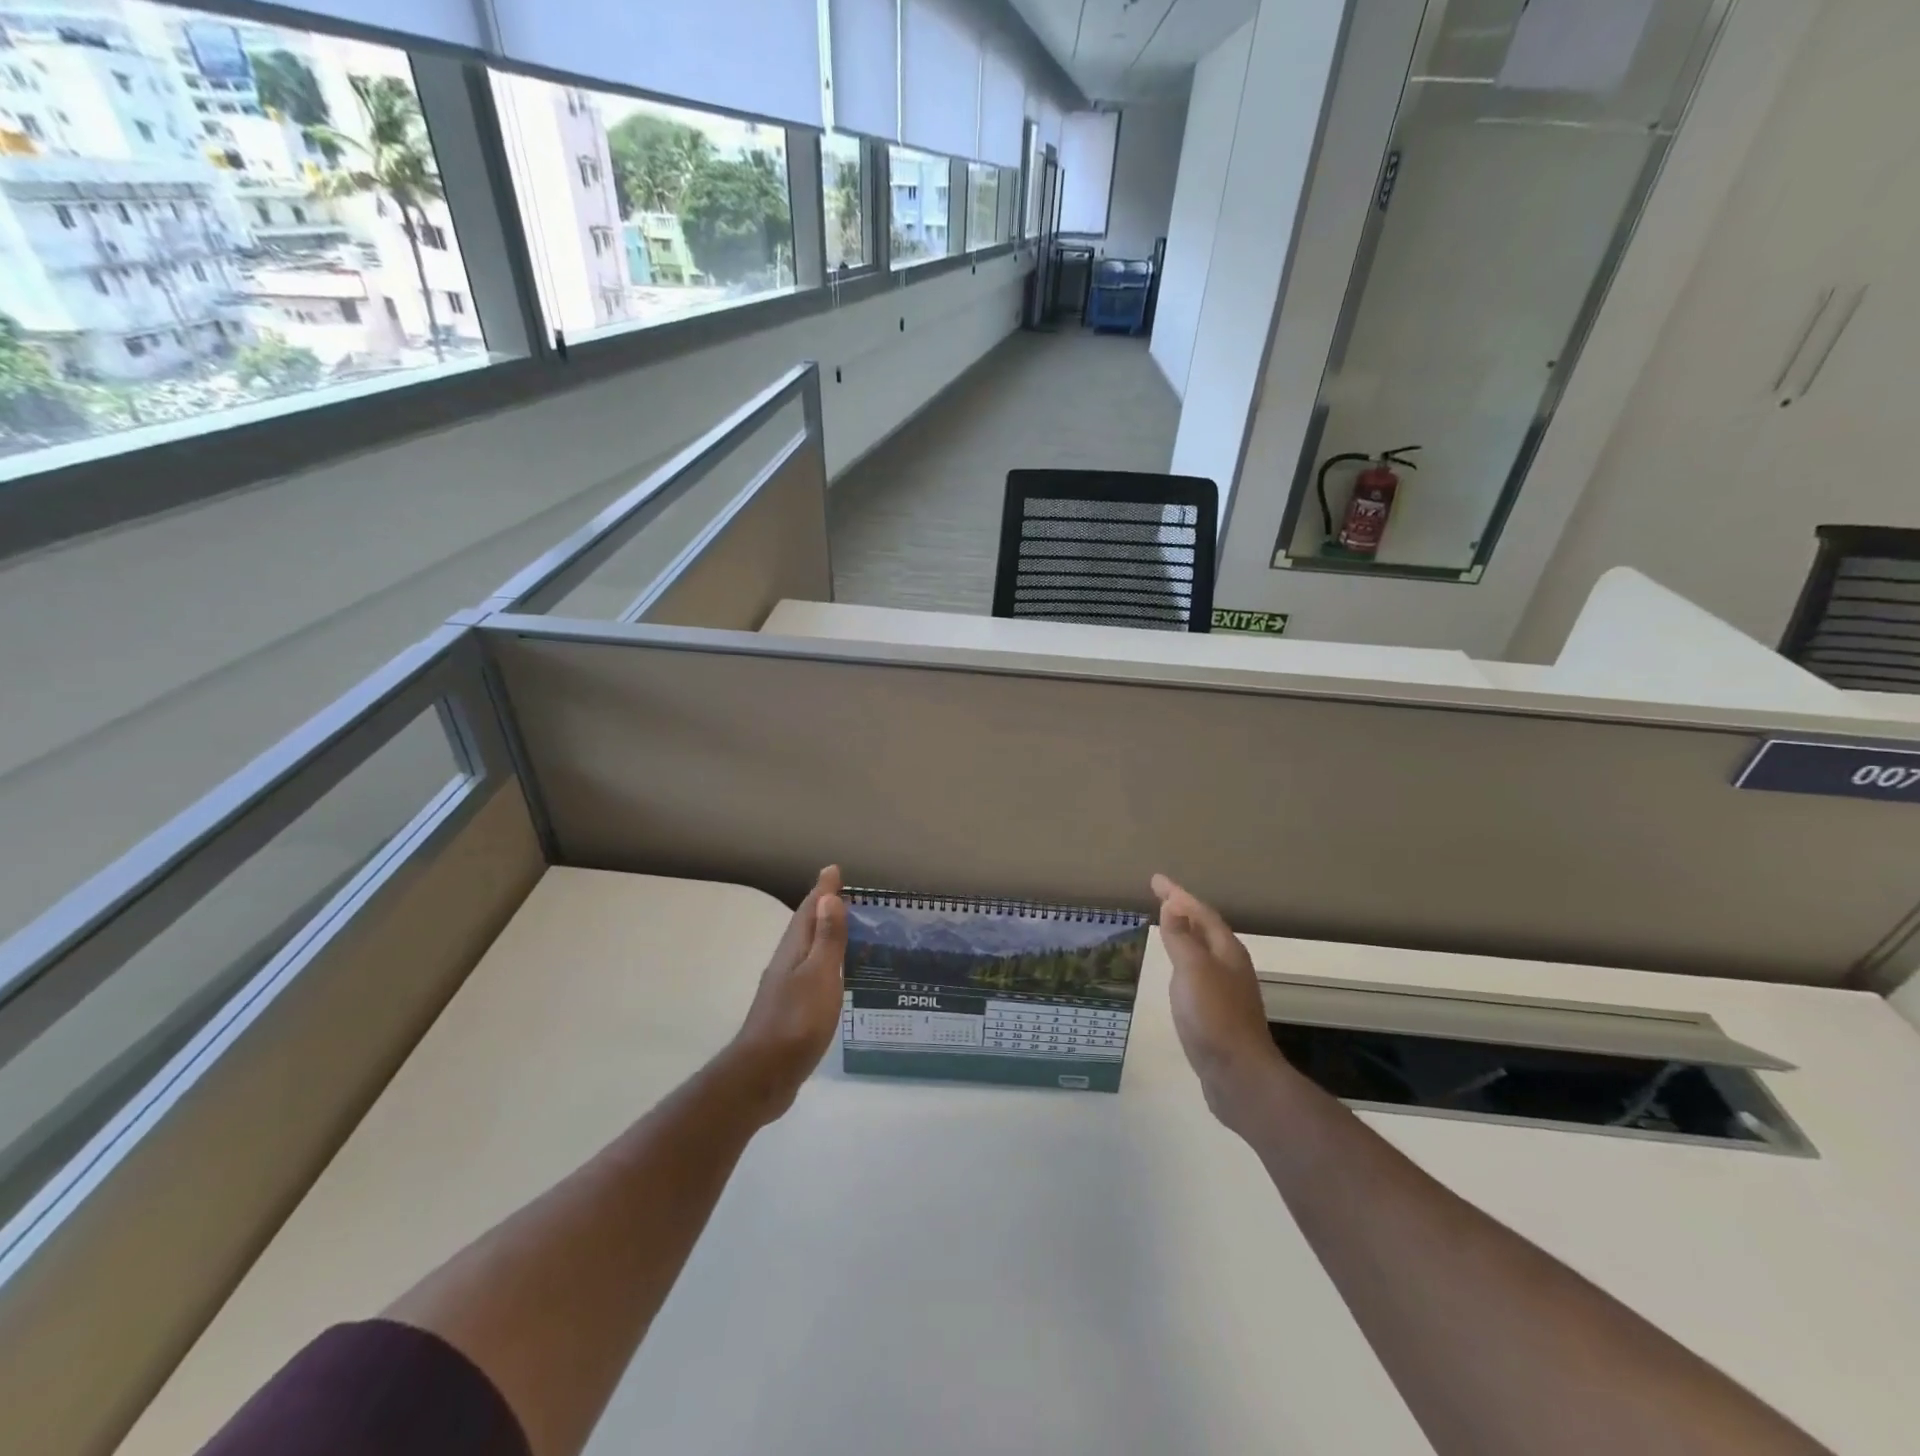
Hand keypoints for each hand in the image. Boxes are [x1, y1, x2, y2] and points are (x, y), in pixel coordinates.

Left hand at [729, 866, 847, 1119]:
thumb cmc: (796, 1022)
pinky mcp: (789, 1011)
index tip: (833, 870)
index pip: (809, 912)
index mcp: (793, 951)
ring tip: (843, 930)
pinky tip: (833, 977)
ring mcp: (784, 989)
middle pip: (804, 928)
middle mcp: (786, 964)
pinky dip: (823, 964)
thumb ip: (826, 939)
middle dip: (822, 909)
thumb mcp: (819, 976)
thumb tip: (828, 897)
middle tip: (843, 895)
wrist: (763, 1076)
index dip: (823, 891)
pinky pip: (809, 974)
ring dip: (822, 936)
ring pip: (806, 951)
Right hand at [1152, 875, 1285, 1128]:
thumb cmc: (1214, 1017)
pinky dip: (1183, 962)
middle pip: (1206, 930)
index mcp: (1226, 952)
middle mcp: (1230, 967)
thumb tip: (1173, 903)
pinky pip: (1198, 975)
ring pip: (1203, 953)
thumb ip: (1182, 937)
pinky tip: (1174, 974)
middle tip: (1160, 898)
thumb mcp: (1193, 970)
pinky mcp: (1218, 1015)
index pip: (1200, 912)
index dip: (1178, 894)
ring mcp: (1226, 992)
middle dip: (1184, 911)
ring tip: (1166, 927)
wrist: (1239, 1077)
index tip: (1155, 879)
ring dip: (1185, 936)